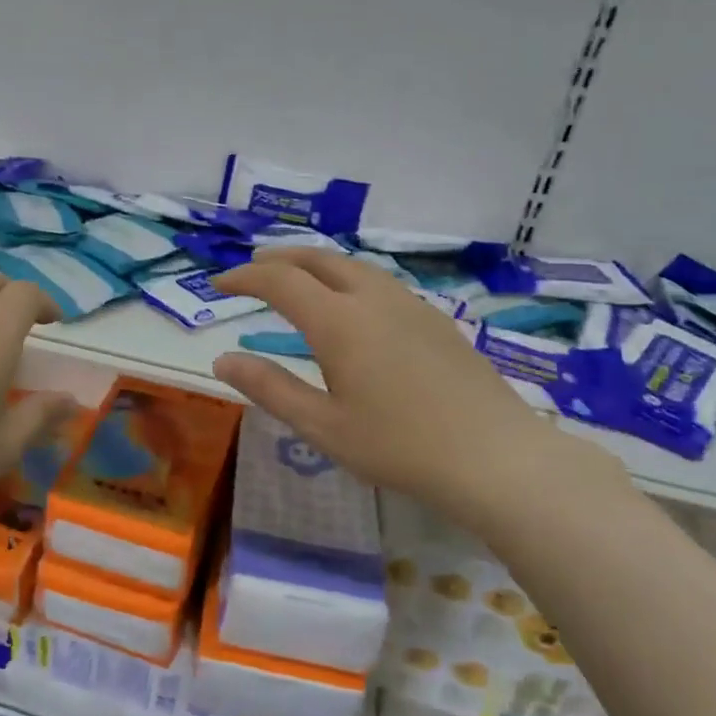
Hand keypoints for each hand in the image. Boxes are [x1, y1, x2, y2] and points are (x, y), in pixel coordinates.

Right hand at [213, 251, 619, 532]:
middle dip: (280, 258)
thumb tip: (223, 359)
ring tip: (296, 278)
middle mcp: (373, 299)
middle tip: (253, 268)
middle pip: (319, 259)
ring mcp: (410, 305)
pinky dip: (346, 278)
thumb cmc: (399, 446)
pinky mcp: (436, 320)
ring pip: (353, 266)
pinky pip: (379, 282)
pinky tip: (351, 305)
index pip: (280, 281)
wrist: (496, 457)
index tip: (219, 285)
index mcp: (339, 321)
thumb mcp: (322, 426)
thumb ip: (269, 388)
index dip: (245, 277)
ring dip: (316, 264)